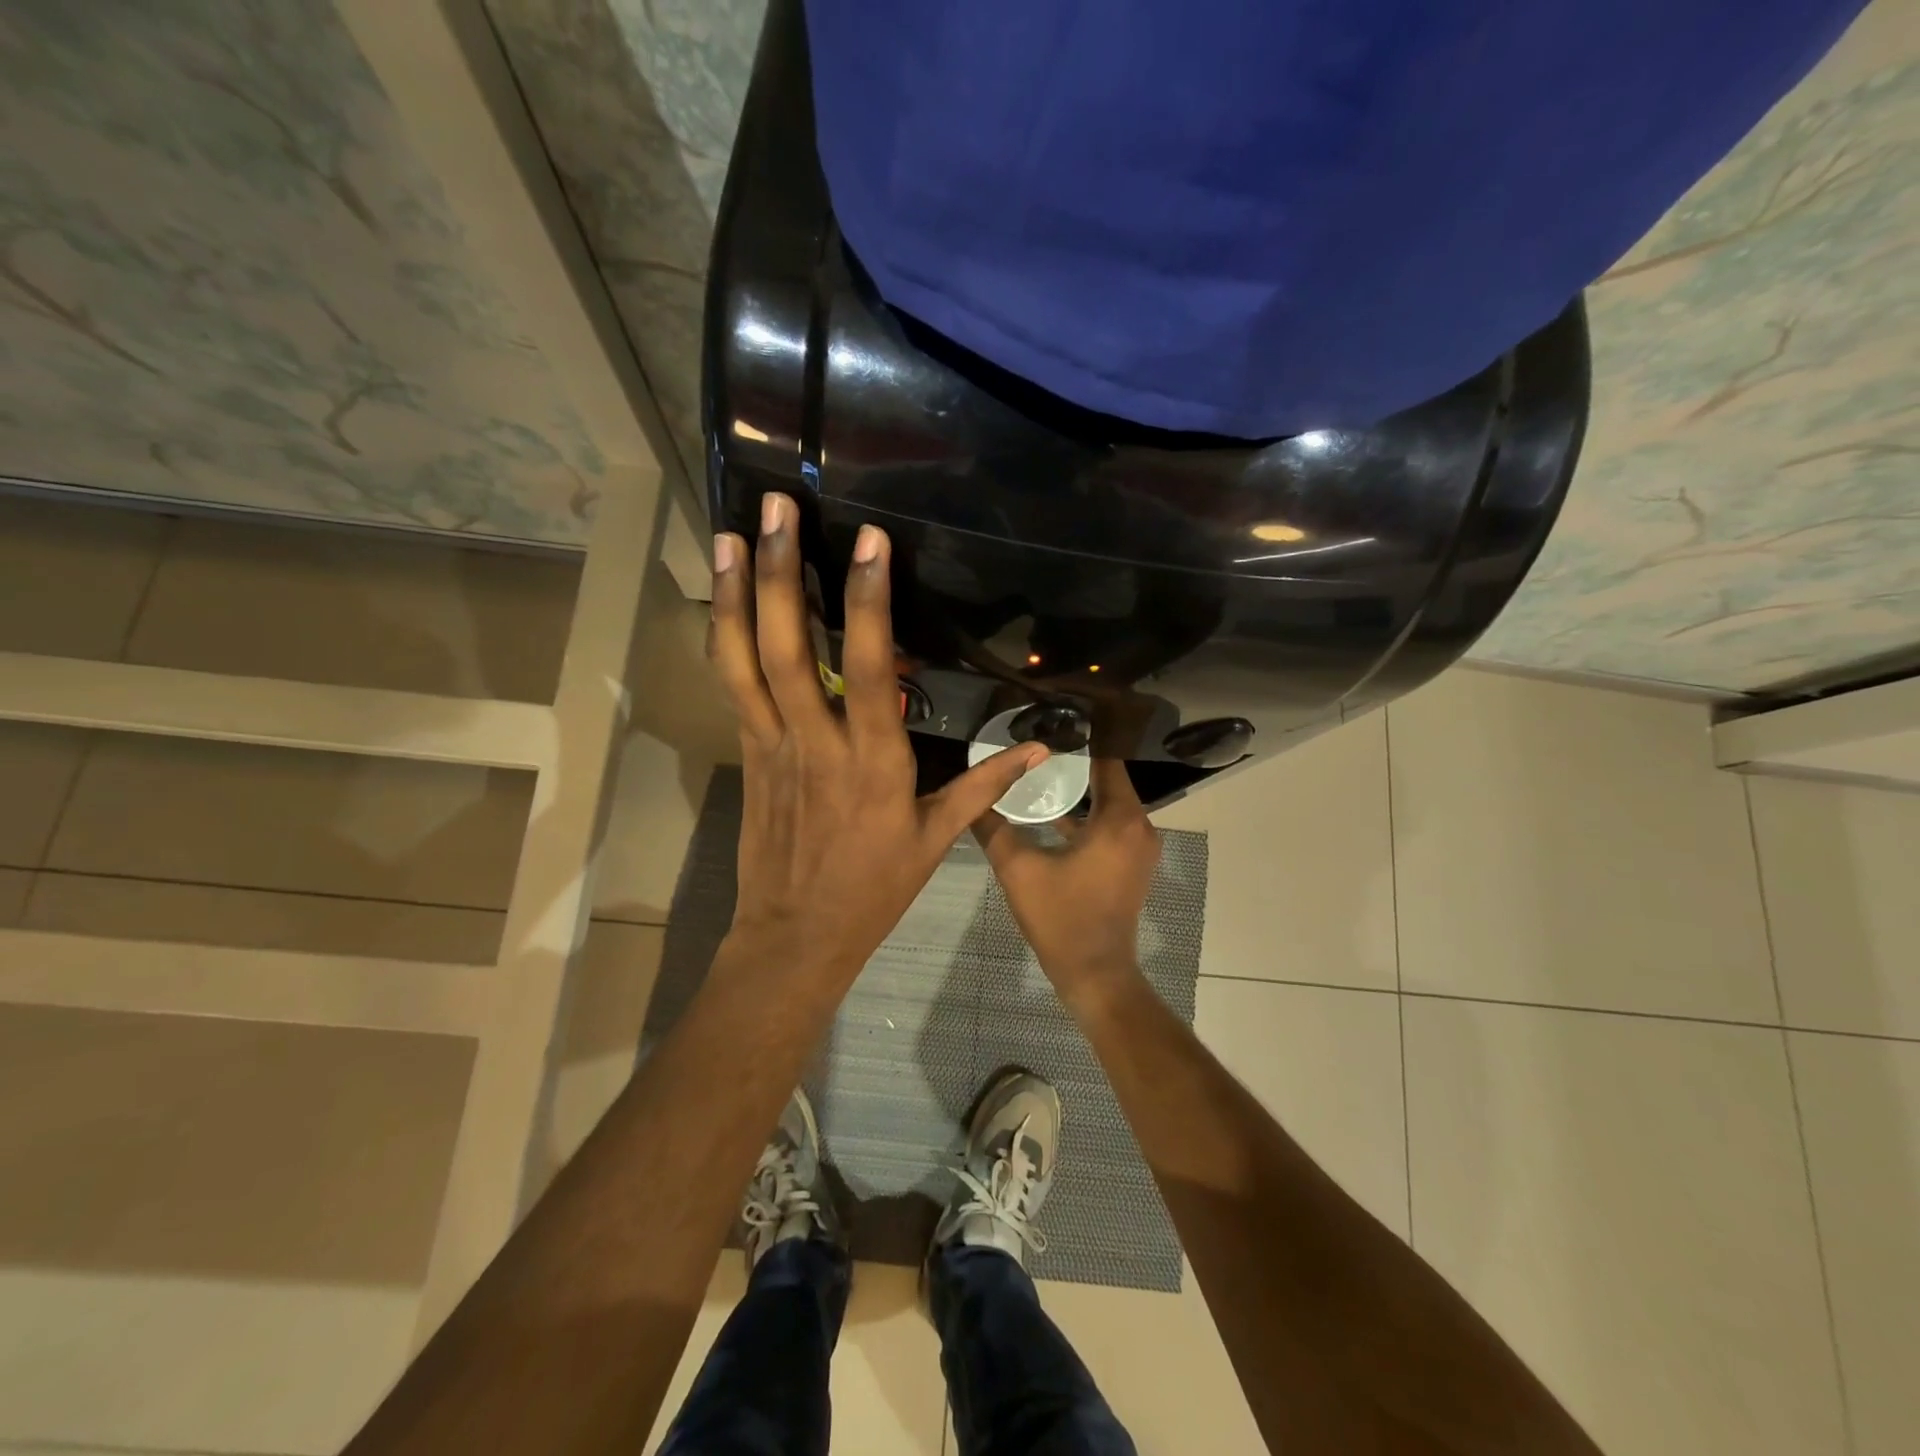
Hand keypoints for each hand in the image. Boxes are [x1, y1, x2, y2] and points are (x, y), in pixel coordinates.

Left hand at [710, 493, 1048, 982]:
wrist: (796, 935)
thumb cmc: (873, 888)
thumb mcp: (937, 838)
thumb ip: (985, 784)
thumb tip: (1041, 749)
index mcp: (872, 761)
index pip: (868, 667)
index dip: (866, 600)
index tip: (868, 541)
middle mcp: (815, 742)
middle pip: (789, 649)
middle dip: (781, 574)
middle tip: (775, 508)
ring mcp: (771, 746)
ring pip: (744, 662)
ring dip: (735, 596)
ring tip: (729, 534)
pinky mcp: (748, 754)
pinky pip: (732, 687)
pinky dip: (725, 638)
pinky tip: (722, 597)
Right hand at [974, 757, 1161, 992]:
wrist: (1095, 973)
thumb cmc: (1061, 918)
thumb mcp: (1018, 870)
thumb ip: (993, 829)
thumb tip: (972, 798)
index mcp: (1119, 820)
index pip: (1105, 761)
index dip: (1079, 743)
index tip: (1049, 728)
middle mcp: (1140, 826)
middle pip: (1108, 779)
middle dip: (1074, 764)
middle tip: (1035, 749)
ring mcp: (1140, 847)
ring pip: (1110, 802)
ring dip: (1081, 790)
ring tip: (1039, 774)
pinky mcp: (1133, 863)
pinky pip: (1112, 824)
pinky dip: (1088, 815)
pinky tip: (1054, 813)